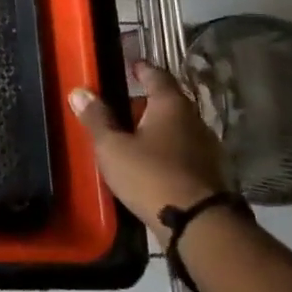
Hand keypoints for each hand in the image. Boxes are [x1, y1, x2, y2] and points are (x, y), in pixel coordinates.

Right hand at [68, 61, 230, 241]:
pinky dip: (168, 152)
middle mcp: (195, 120)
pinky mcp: (212, 175)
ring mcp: (208, 149)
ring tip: (134, 137)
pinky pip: (184, 153)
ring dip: (158, 130)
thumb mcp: (113, 147)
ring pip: (178, 129)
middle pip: (169, 103)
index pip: (157, 76)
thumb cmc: (151, 175)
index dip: (142, 70)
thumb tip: (80, 91)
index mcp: (171, 105)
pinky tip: (153, 164)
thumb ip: (97, 119)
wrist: (199, 225)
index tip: (132, 66)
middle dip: (147, 103)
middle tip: (123, 107)